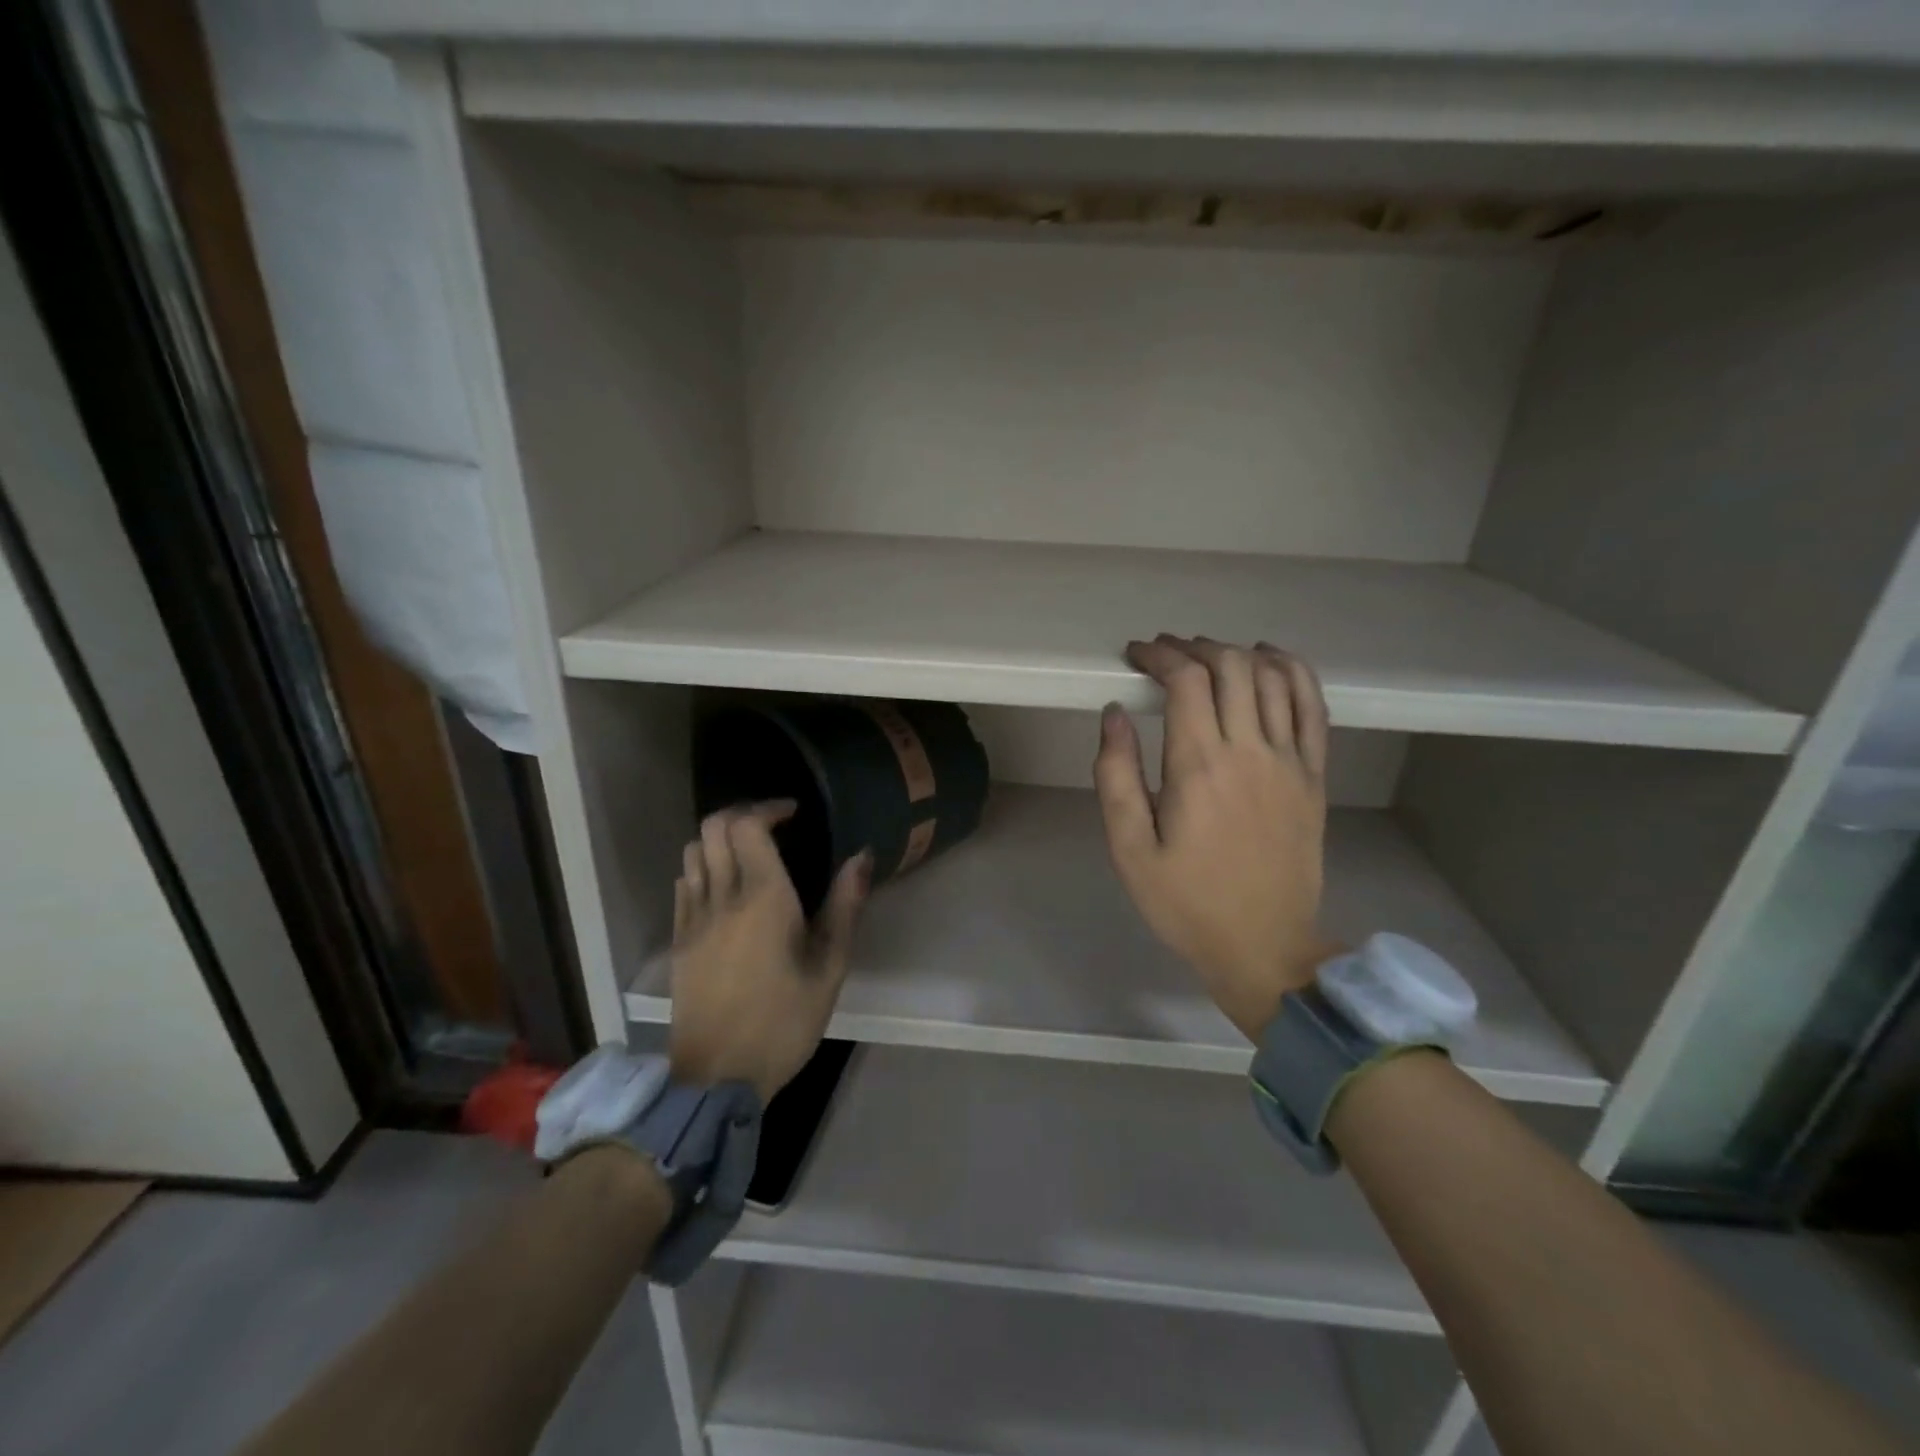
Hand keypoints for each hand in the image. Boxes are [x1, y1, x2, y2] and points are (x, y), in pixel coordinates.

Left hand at [668, 802, 870, 1103]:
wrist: (717, 1077)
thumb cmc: (783, 1023)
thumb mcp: (829, 969)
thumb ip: (844, 907)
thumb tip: (862, 857)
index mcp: (762, 898)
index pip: (747, 826)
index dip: (768, 808)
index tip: (794, 814)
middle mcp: (721, 897)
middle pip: (712, 827)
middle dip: (742, 814)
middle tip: (773, 826)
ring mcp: (692, 918)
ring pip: (693, 852)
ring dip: (719, 839)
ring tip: (750, 853)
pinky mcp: (679, 940)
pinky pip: (684, 883)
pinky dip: (702, 868)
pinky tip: (725, 888)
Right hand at [1095, 636, 1341, 1041]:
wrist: (1264, 947)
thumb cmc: (1186, 902)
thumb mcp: (1130, 849)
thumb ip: (1115, 776)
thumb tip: (1114, 714)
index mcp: (1200, 767)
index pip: (1186, 680)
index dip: (1159, 655)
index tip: (1134, 656)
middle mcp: (1251, 751)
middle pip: (1231, 666)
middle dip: (1193, 647)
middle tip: (1165, 655)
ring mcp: (1291, 761)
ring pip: (1273, 677)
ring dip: (1237, 653)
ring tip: (1208, 656)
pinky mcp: (1314, 776)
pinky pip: (1313, 707)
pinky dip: (1294, 672)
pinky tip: (1272, 661)